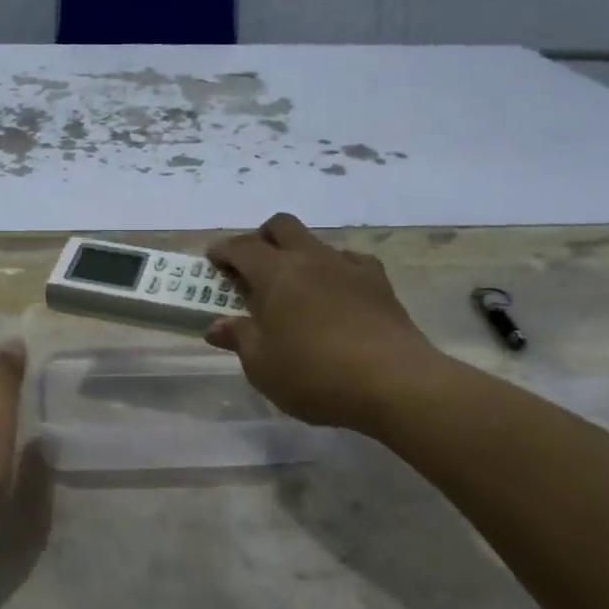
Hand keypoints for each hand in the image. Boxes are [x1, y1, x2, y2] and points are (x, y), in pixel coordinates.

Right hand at [206, 213, 440, 432]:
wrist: (394, 382)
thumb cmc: (314, 374)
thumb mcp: (262, 366)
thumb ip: (239, 339)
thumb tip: (217, 327)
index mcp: (276, 273)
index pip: (241, 247)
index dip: (223, 251)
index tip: (213, 261)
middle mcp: (311, 258)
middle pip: (281, 226)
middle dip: (261, 239)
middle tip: (252, 267)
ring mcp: (349, 267)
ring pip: (316, 243)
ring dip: (298, 256)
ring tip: (294, 289)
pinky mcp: (380, 283)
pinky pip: (350, 262)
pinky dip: (335, 272)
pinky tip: (335, 297)